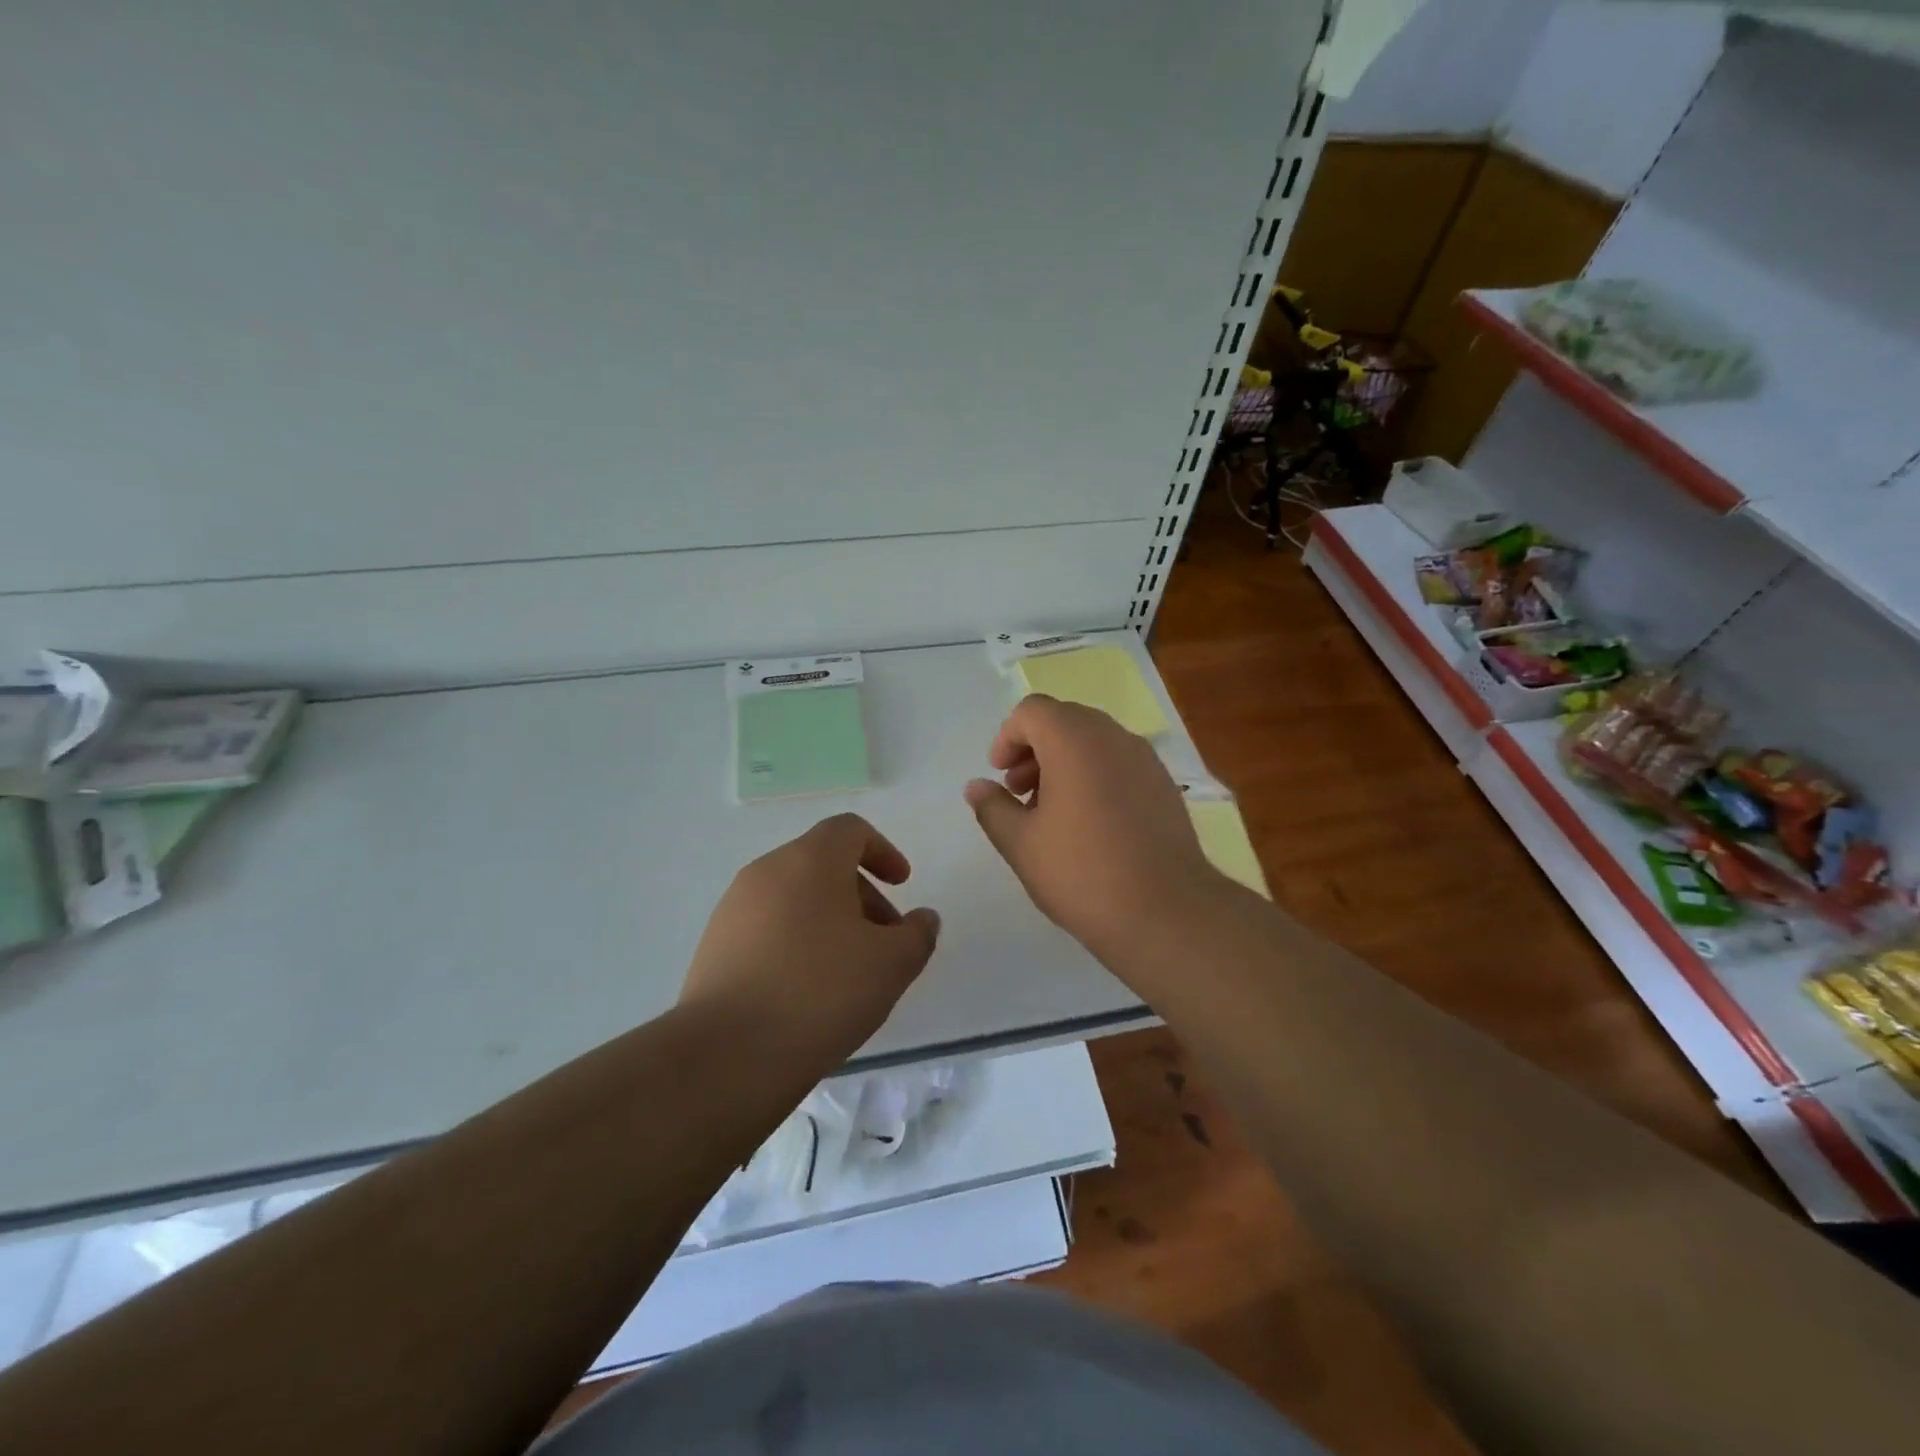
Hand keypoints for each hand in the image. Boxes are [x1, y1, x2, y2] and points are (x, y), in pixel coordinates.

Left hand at [680, 814, 940, 1064]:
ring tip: (849, 973)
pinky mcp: (714, 947)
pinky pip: (768, 929)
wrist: (725, 1054)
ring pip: (794, 898)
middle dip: (861, 895)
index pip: (850, 830)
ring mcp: (733, 909)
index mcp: (810, 860)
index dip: (883, 851)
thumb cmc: (821, 992)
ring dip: (829, 921)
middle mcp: (766, 872)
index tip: (902, 885)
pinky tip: (808, 992)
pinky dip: (797, 942)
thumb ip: (918, 934)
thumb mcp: (891, 964)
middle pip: (823, 864)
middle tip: (884, 941)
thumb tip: (922, 919)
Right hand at [964, 694, 1223, 958]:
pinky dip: (1094, 776)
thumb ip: (992, 807)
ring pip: (1094, 741)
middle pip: (1064, 720)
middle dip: (1034, 749)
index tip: (999, 776)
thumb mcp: (1021, 844)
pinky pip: (1119, 763)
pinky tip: (1089, 824)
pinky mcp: (1164, 786)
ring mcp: (1145, 760)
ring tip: (1050, 812)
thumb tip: (976, 786)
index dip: (1007, 738)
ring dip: (1064, 763)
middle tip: (1019, 793)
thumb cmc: (1082, 873)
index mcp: (1074, 741)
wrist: (1167, 912)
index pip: (1032, 711)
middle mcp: (1113, 737)